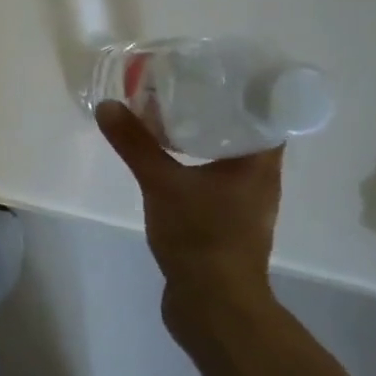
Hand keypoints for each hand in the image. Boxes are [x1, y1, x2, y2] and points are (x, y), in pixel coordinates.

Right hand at [96, 102, 282, 343]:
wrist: (213, 305)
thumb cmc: (201, 237)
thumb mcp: (162, 184)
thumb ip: (136, 145)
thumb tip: (109, 106)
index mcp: (260, 163)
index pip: (266, 111)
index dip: (244, 88)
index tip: (215, 71)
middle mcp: (259, 179)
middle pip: (244, 132)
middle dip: (215, 109)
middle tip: (182, 88)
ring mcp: (244, 204)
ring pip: (226, 158)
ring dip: (203, 138)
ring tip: (169, 119)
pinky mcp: (225, 223)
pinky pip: (212, 181)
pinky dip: (194, 165)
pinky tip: (167, 163)